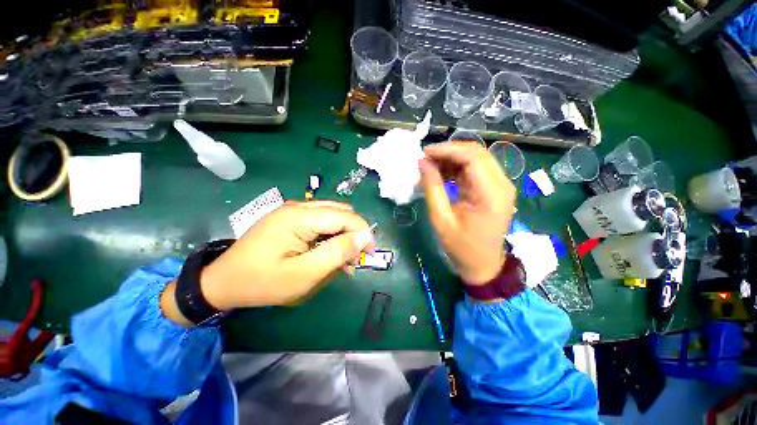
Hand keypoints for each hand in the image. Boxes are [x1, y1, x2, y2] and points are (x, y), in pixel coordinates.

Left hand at [161, 201, 374, 325]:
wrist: (223, 282)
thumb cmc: (263, 282)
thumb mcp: (304, 274)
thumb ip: (337, 253)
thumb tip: (365, 237)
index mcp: (300, 217)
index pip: (345, 216)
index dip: (363, 233)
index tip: (369, 255)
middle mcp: (299, 207)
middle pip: (340, 213)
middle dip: (353, 234)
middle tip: (353, 260)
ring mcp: (293, 211)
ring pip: (332, 217)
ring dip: (342, 236)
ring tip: (342, 261)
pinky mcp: (290, 218)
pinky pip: (320, 222)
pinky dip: (330, 236)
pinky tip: (327, 253)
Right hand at [419, 142, 515, 284]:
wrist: (484, 265)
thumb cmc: (462, 247)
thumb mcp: (441, 220)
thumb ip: (432, 188)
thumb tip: (422, 163)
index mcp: (492, 194)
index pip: (472, 158)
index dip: (447, 150)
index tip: (424, 153)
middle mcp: (502, 184)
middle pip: (477, 153)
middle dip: (449, 151)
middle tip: (425, 159)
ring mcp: (501, 185)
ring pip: (476, 158)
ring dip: (452, 159)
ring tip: (430, 167)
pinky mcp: (495, 189)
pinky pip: (476, 169)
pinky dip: (457, 168)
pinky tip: (442, 175)